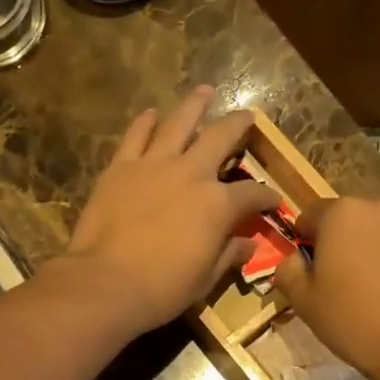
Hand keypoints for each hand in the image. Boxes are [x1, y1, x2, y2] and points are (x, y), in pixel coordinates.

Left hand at [58, 87, 280, 335]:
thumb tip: (248, 245)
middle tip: (247, 115)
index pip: (252, 194)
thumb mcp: (205, 279)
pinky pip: (136, 136)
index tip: (273, 200)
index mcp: (218, 204)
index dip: (267, 197)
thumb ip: (228, 255)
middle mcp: (191, 173)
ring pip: (178, 123)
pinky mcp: (120, 167)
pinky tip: (151, 114)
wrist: (105, 283)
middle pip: (221, 138)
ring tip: (204, 91)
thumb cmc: (162, 289)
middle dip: (239, 125)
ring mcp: (153, 165)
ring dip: (194, 105)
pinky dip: (145, 122)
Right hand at [273, 194, 379, 379]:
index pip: (312, 215)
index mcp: (341, 213)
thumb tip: (294, 258)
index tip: (314, 267)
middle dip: (350, 239)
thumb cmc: (354, 321)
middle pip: (355, 217)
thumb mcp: (304, 302)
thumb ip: (288, 271)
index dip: (308, 240)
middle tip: (352, 278)